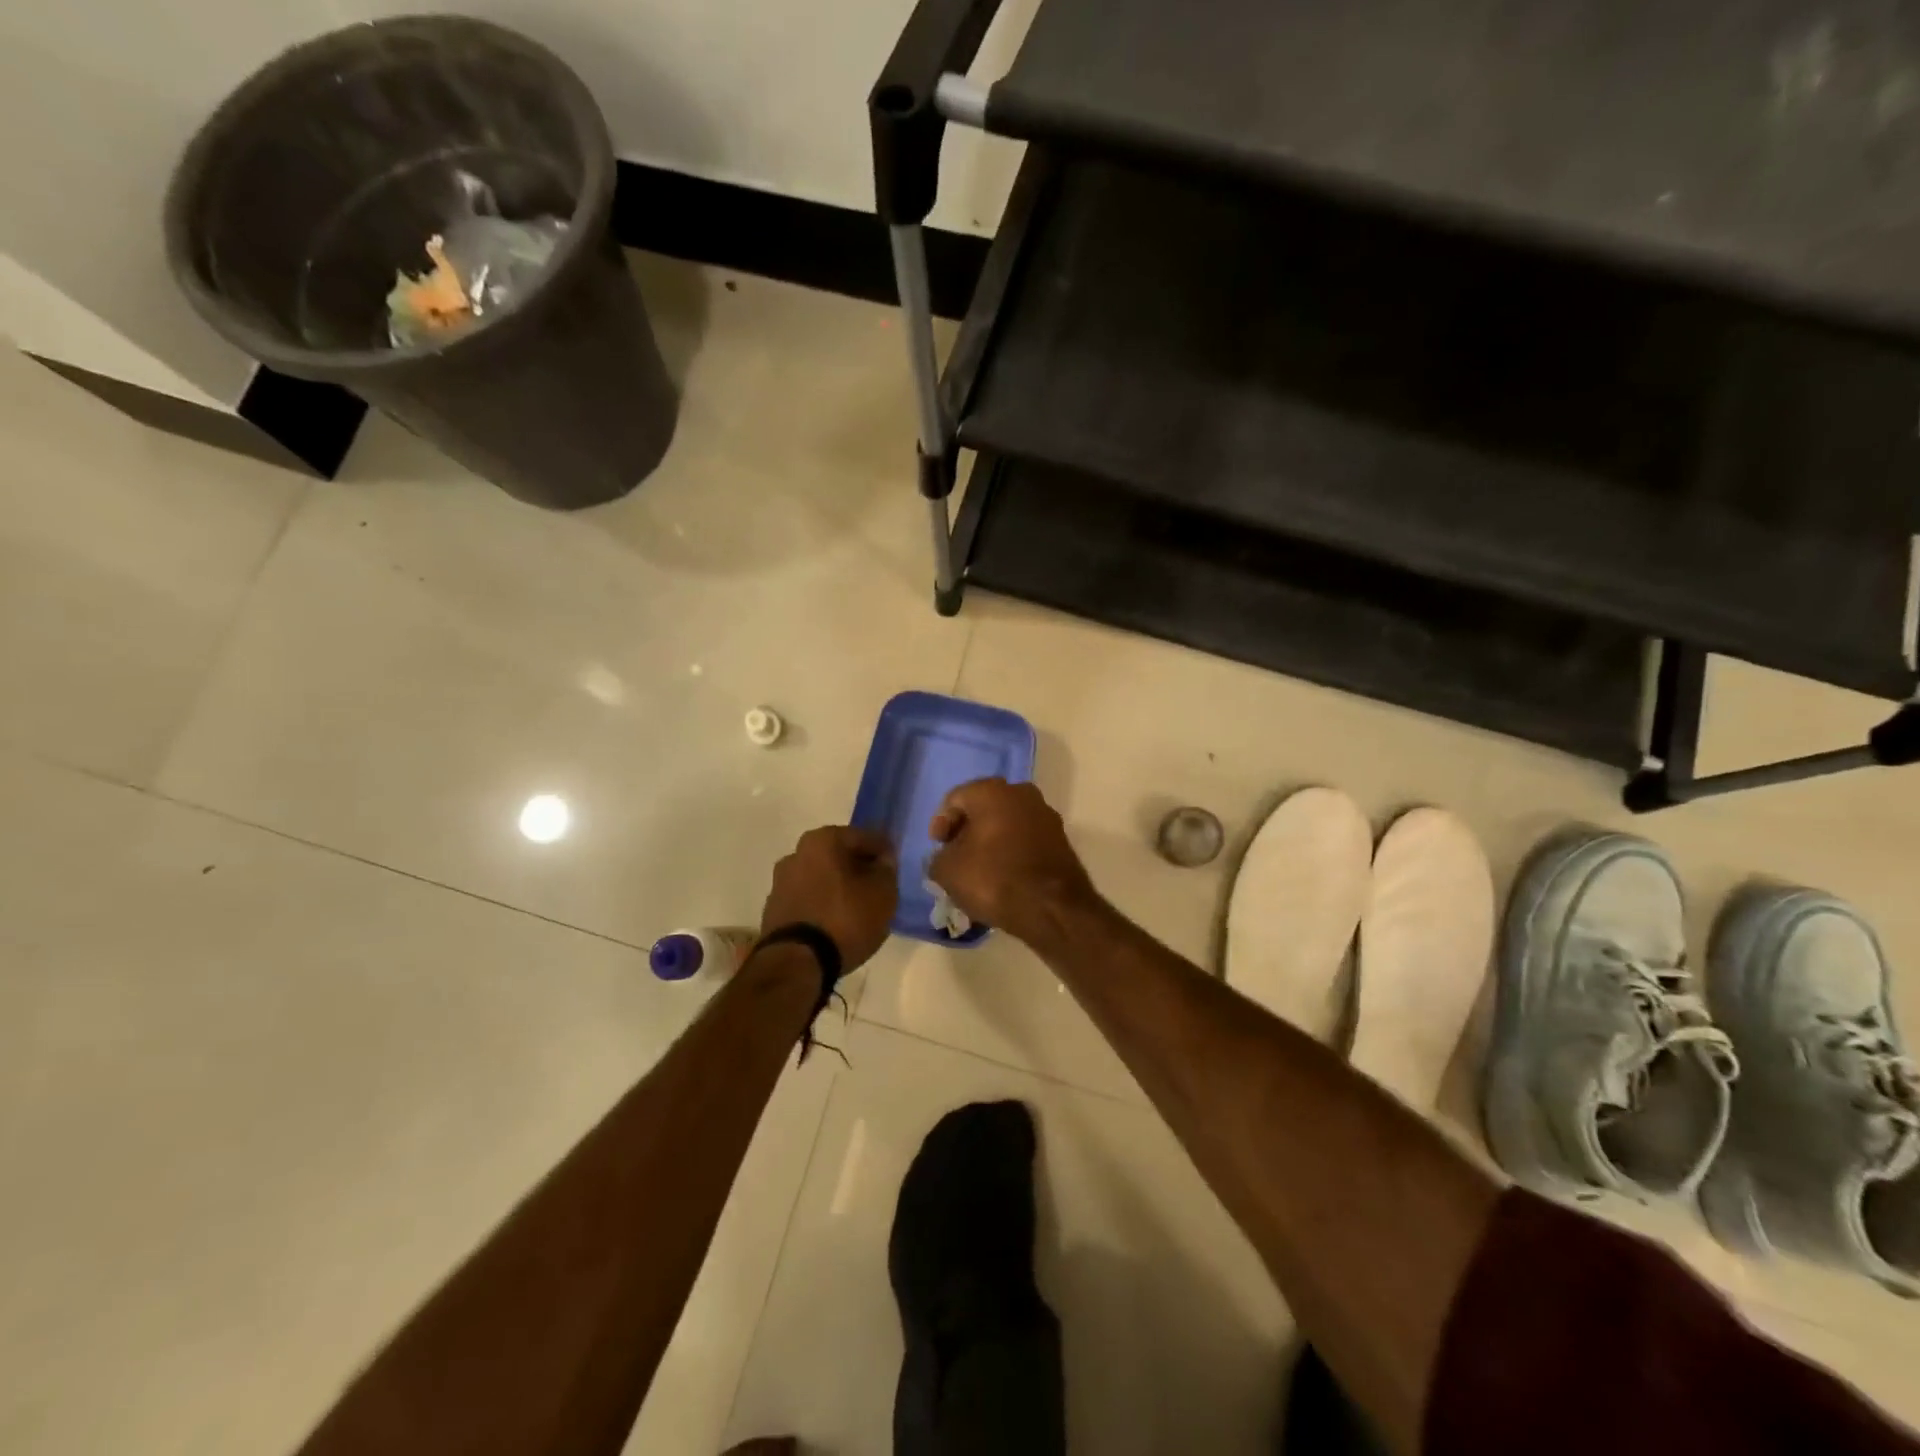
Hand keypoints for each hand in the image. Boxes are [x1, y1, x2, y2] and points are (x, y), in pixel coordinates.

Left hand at [760, 826, 898, 971]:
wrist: (797, 963)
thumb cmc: (845, 919)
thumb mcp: (883, 893)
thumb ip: (887, 870)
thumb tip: (882, 861)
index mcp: (822, 840)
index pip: (864, 837)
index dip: (884, 852)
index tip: (895, 868)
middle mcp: (796, 854)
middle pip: (838, 856)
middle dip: (858, 868)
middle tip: (878, 887)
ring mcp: (780, 883)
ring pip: (821, 878)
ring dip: (839, 887)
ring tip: (858, 909)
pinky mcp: (774, 910)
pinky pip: (808, 900)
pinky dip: (823, 905)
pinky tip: (837, 923)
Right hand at [927, 779, 1098, 945]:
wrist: (1052, 908)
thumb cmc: (993, 879)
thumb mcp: (947, 871)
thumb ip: (938, 857)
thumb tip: (946, 857)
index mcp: (992, 791)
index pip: (955, 799)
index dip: (941, 823)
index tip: (938, 848)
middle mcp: (1022, 793)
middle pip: (983, 808)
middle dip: (967, 831)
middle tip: (955, 856)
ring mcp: (1046, 815)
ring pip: (1007, 824)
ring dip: (990, 842)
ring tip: (978, 870)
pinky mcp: (1061, 840)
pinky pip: (1026, 840)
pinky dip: (1011, 852)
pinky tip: (1002, 876)